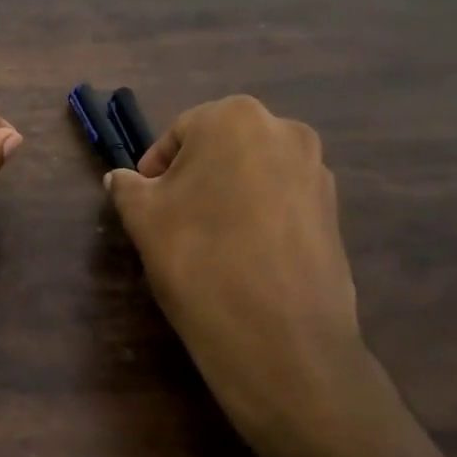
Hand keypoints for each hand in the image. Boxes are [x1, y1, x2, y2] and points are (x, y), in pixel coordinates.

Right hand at [106, 96, 389, 456]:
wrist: (279, 338)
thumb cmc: (198, 259)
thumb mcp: (142, 218)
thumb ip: (127, 187)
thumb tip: (120, 179)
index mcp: (235, 118)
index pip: (180, 133)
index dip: (155, 169)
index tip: (145, 204)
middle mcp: (285, 131)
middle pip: (221, 149)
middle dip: (194, 179)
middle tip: (173, 221)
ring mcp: (318, 173)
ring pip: (254, 175)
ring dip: (228, 197)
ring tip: (209, 243)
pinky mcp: (335, 214)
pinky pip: (282, 203)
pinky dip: (259, 219)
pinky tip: (244, 258)